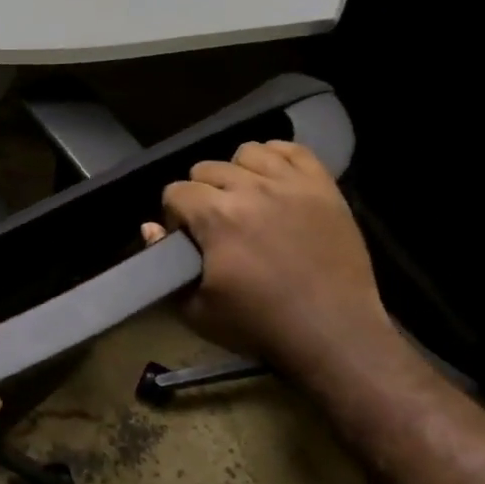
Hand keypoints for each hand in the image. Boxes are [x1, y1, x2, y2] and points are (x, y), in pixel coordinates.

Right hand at [146, 142, 395, 381]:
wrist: (333, 332)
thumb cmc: (259, 324)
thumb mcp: (195, 308)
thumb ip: (164, 262)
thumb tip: (150, 227)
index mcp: (217, 217)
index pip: (176, 191)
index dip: (174, 215)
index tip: (187, 238)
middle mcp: (252, 190)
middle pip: (207, 168)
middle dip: (202, 194)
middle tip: (215, 225)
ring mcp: (291, 185)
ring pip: (248, 152)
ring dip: (238, 173)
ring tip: (246, 200)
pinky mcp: (324, 188)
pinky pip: (294, 151)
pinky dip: (277, 159)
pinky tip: (273, 182)